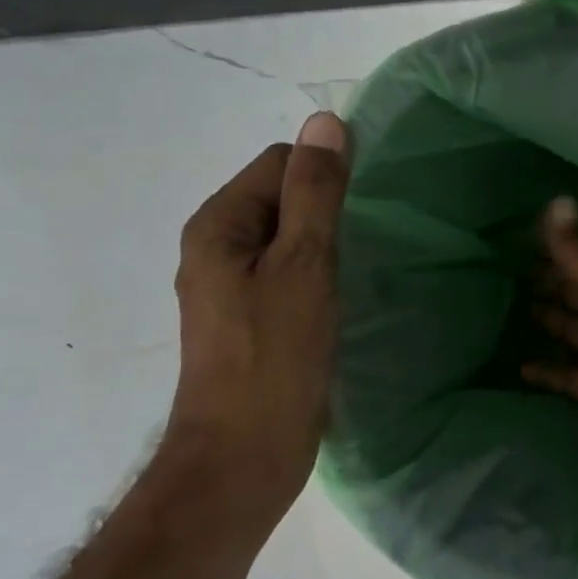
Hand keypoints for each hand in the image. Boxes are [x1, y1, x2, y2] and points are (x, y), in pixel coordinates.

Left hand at [164, 113, 350, 504]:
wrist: (244, 456)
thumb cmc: (274, 357)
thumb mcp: (303, 265)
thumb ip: (315, 194)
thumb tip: (326, 122)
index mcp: (218, 225)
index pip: (280, 163)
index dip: (325, 178)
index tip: (362, 214)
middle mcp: (215, 248)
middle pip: (282, 199)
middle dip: (326, 213)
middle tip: (362, 248)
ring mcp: (230, 289)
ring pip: (288, 240)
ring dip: (325, 247)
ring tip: (358, 273)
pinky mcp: (250, 321)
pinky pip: (288, 275)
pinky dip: (317, 278)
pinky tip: (341, 301)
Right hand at [524, 197, 577, 482]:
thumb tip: (556, 200)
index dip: (554, 249)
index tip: (513, 239)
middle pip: (576, 293)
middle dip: (546, 282)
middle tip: (499, 272)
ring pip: (570, 332)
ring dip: (545, 321)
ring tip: (500, 311)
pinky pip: (569, 377)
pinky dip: (548, 372)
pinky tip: (517, 366)